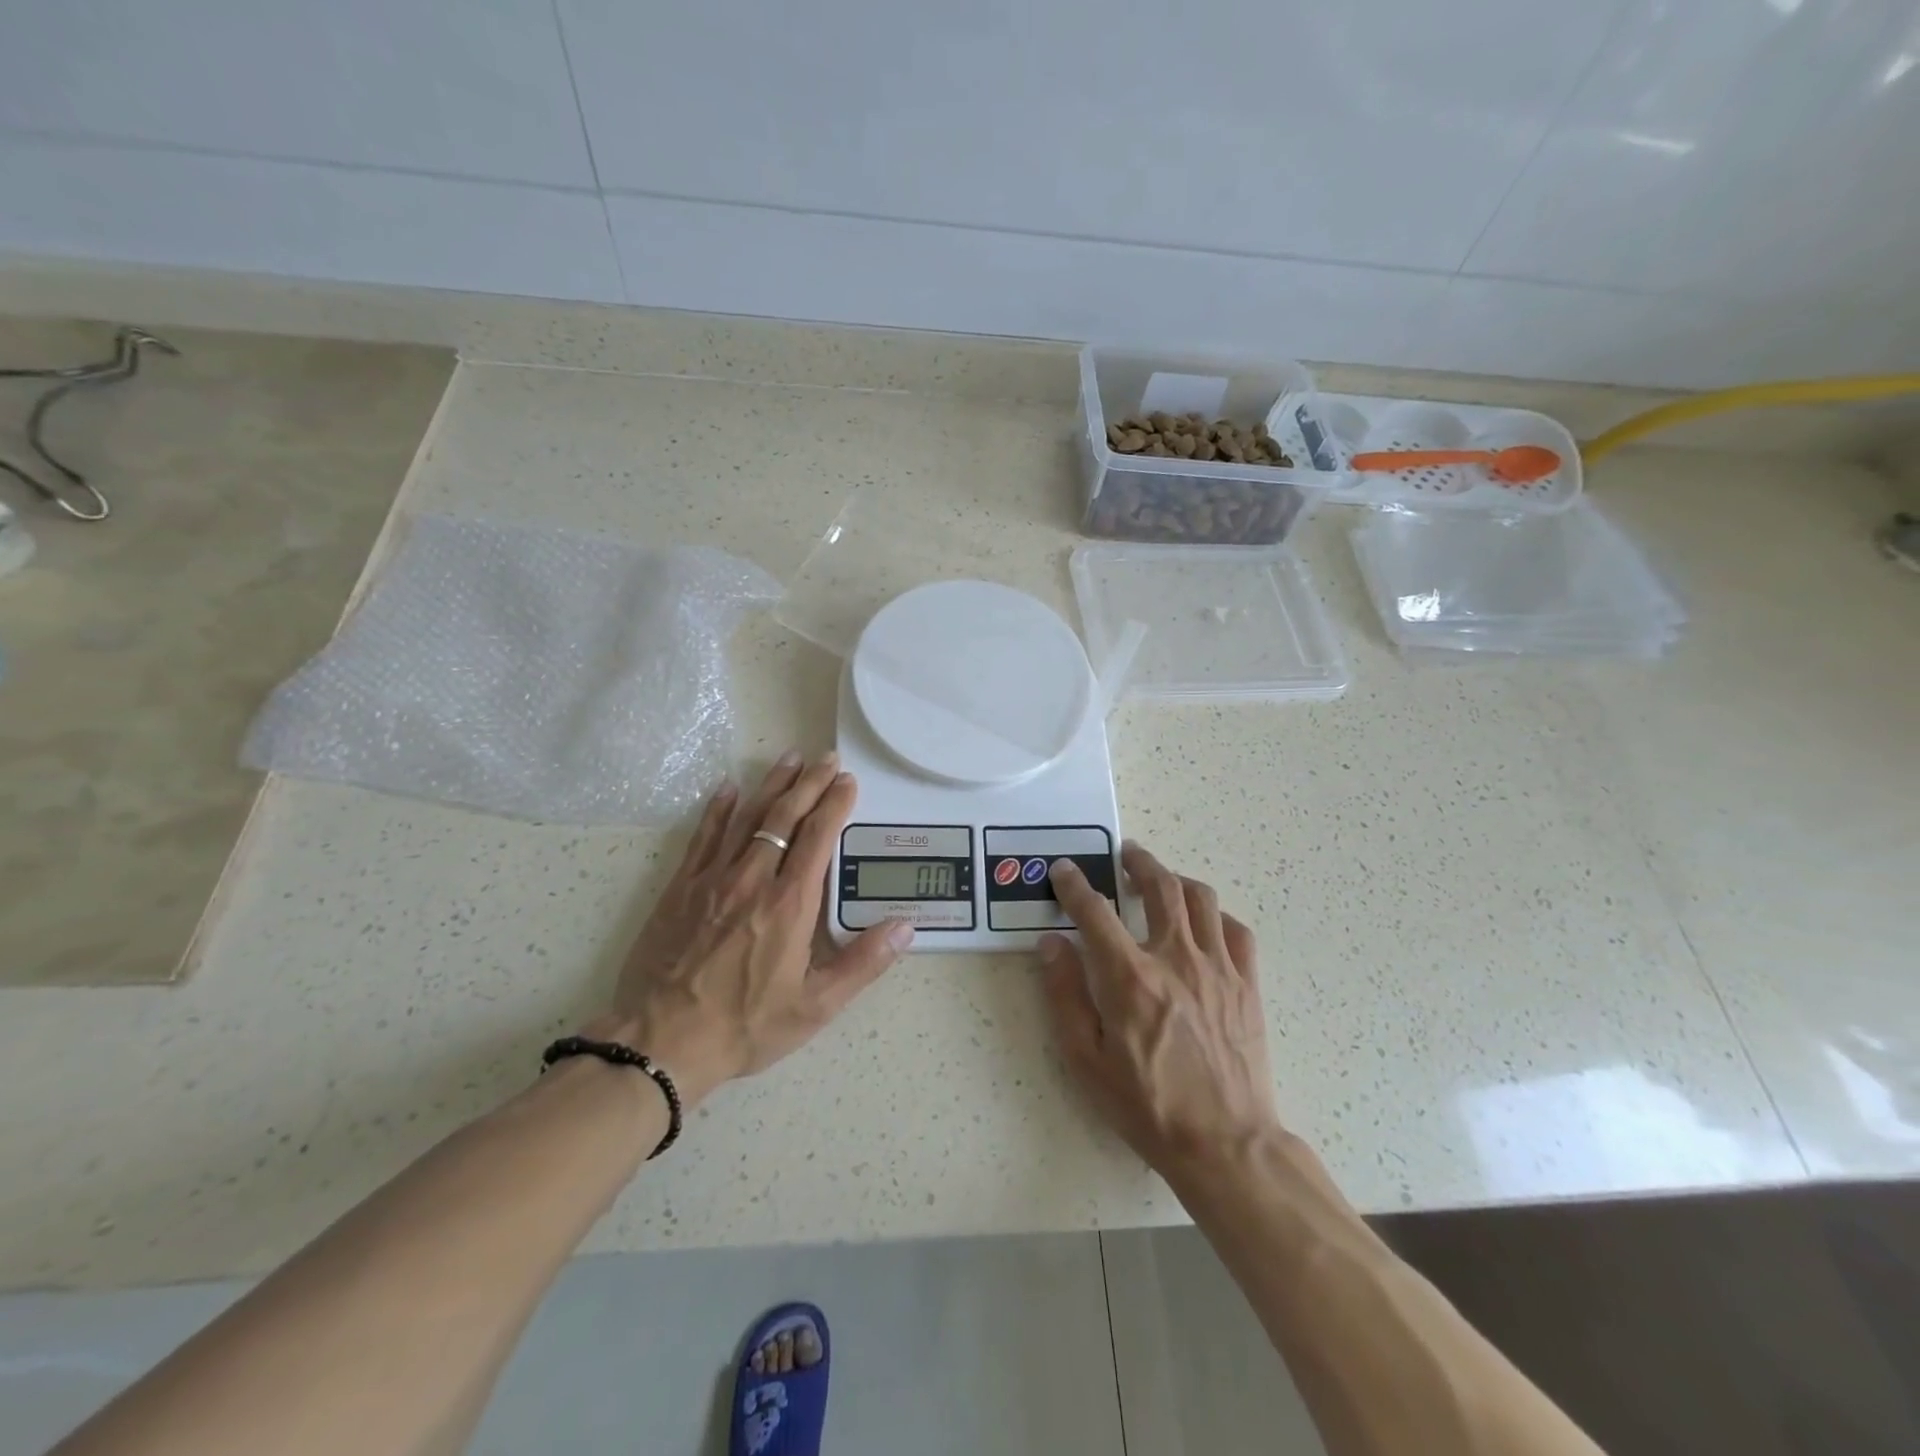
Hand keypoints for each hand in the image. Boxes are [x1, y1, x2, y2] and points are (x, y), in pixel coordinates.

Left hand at [588, 751, 913, 1104]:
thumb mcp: (816, 1006)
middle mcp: (754, 878)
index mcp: (790, 903)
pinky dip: (718, 809)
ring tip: (789, 758)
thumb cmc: (746, 1025)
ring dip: (771, 785)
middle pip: (785, 816)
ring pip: (747, 817)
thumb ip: (863, 963)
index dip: (835, 804)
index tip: (847, 782)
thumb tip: (905, 927)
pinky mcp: (681, 889)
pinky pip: (703, 837)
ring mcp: (713, 879)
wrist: (662, 1041)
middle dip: (809, 783)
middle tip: (826, 758)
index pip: (819, 837)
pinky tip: (728, 788)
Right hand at [1040, 843, 1280, 1184]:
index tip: (1065, 870)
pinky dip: (1217, 916)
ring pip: (1201, 899)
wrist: (1225, 1144)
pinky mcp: (1247, 985)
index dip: (1075, 885)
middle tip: (1126, 852)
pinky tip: (1206, 924)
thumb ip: (1065, 995)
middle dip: (1139, 861)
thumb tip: (1051, 944)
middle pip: (1160, 886)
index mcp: (1130, 978)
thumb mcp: (1086, 1059)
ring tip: (1164, 878)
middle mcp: (1175, 959)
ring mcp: (1218, 968)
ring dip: (1177, 879)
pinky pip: (1236, 931)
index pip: (1095, 911)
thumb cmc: (1147, 1105)